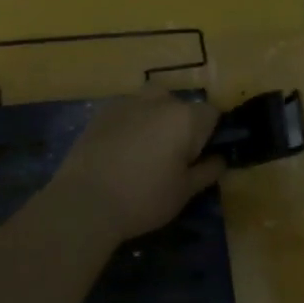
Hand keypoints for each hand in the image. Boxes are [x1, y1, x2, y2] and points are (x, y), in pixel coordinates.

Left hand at [49, 86, 224, 244]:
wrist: (84, 202)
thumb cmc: (144, 198)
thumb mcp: (185, 191)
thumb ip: (208, 171)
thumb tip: (219, 159)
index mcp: (185, 118)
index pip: (212, 114)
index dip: (210, 135)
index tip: (199, 158)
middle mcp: (158, 100)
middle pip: (181, 105)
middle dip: (182, 125)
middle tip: (173, 158)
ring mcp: (127, 102)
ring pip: (153, 103)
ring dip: (156, 120)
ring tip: (146, 152)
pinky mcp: (101, 111)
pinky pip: (128, 111)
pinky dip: (132, 124)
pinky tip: (122, 151)